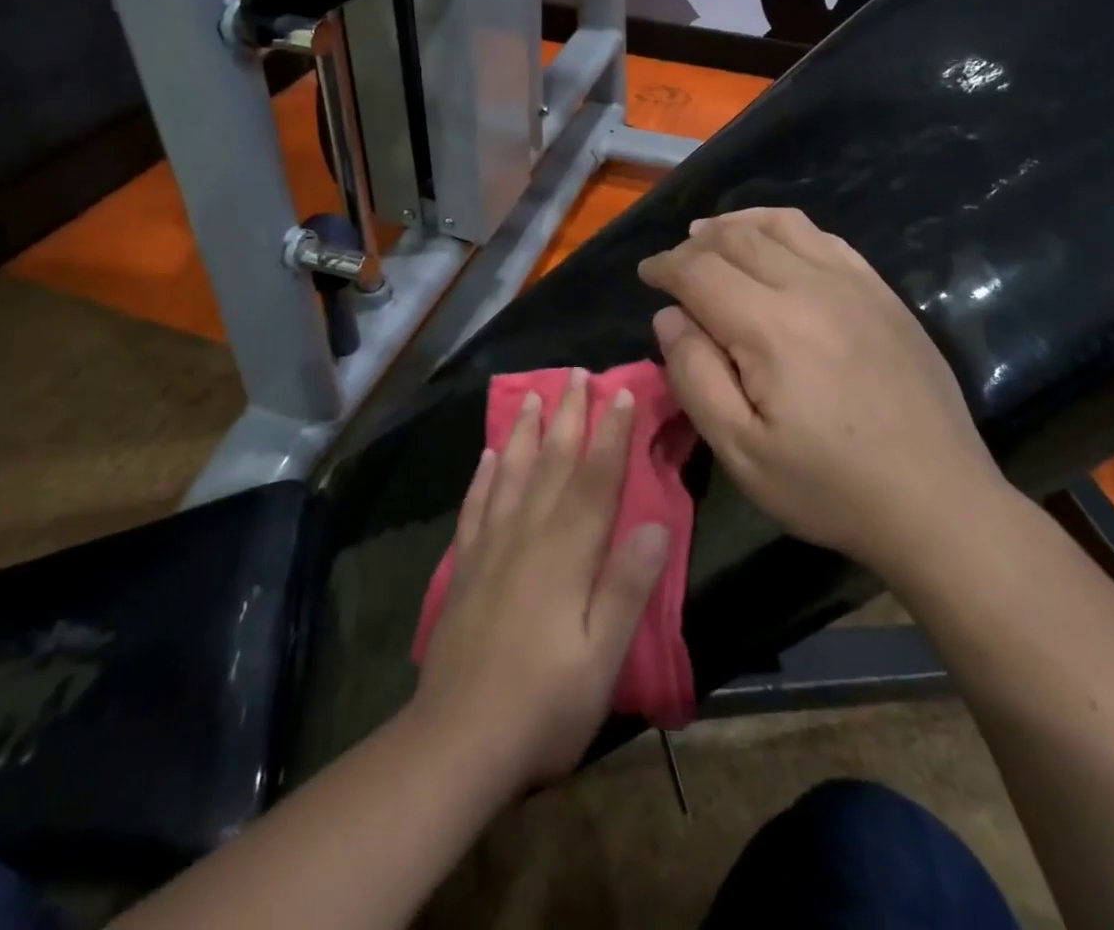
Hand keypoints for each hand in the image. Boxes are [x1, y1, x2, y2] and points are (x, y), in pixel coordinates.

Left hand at [413, 370, 669, 796]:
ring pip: (510, 472)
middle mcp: (527, 534)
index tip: (620, 393)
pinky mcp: (466, 565)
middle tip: (575, 373)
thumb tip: (656, 524)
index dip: (610, 434)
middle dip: (568, 414)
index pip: (594, 479)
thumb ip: (626, 588)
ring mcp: (491, 547)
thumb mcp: (601, 658)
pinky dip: (483, 474)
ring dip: (523, 430)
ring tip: (531, 394)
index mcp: (566, 553)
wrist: (457, 741)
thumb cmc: (544, 704)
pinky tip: (486, 454)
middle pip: (551, 462)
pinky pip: (476, 504)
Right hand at [637, 208, 1004, 568]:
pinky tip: (776, 244)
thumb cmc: (829, 486)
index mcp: (770, 326)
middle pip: (737, 238)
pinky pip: (825, 238)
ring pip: (782, 224)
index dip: (665, 267)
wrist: (938, 501)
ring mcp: (854, 284)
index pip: (700, 270)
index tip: (647, 275)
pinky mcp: (883, 293)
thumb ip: (694, 376)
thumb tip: (669, 317)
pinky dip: (785, 228)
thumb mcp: (740, 451)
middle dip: (695, 244)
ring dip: (737, 224)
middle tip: (676, 265)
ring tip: (713, 236)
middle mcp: (811, 286)